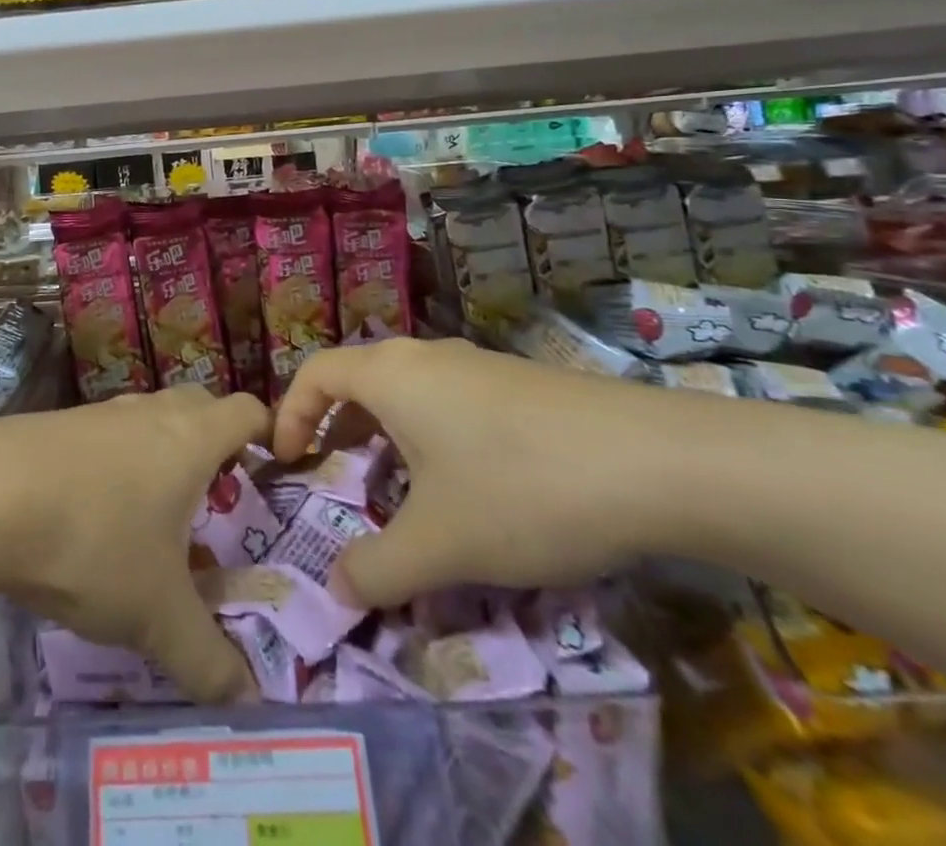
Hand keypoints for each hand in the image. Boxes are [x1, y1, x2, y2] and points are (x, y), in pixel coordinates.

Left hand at [0, 386, 270, 703]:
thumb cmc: (93, 540)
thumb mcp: (155, 614)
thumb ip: (206, 659)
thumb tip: (246, 701)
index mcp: (190, 438)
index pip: (246, 410)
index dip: (268, 432)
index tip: (274, 469)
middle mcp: (149, 413)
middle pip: (199, 407)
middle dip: (215, 444)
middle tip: (218, 498)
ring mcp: (99, 414)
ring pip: (148, 421)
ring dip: (161, 456)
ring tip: (156, 515)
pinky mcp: (55, 426)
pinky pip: (105, 438)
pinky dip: (115, 466)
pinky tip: (92, 515)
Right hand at [271, 337, 681, 606]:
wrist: (656, 462)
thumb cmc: (520, 489)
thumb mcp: (440, 543)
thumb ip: (377, 569)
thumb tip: (336, 589)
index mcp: (390, 374)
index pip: (315, 373)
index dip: (291, 415)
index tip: (289, 463)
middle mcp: (426, 356)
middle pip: (361, 380)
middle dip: (339, 430)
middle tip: (341, 480)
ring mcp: (477, 365)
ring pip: (410, 393)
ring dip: (389, 436)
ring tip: (403, 490)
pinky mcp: (520, 384)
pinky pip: (451, 402)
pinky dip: (434, 437)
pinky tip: (472, 487)